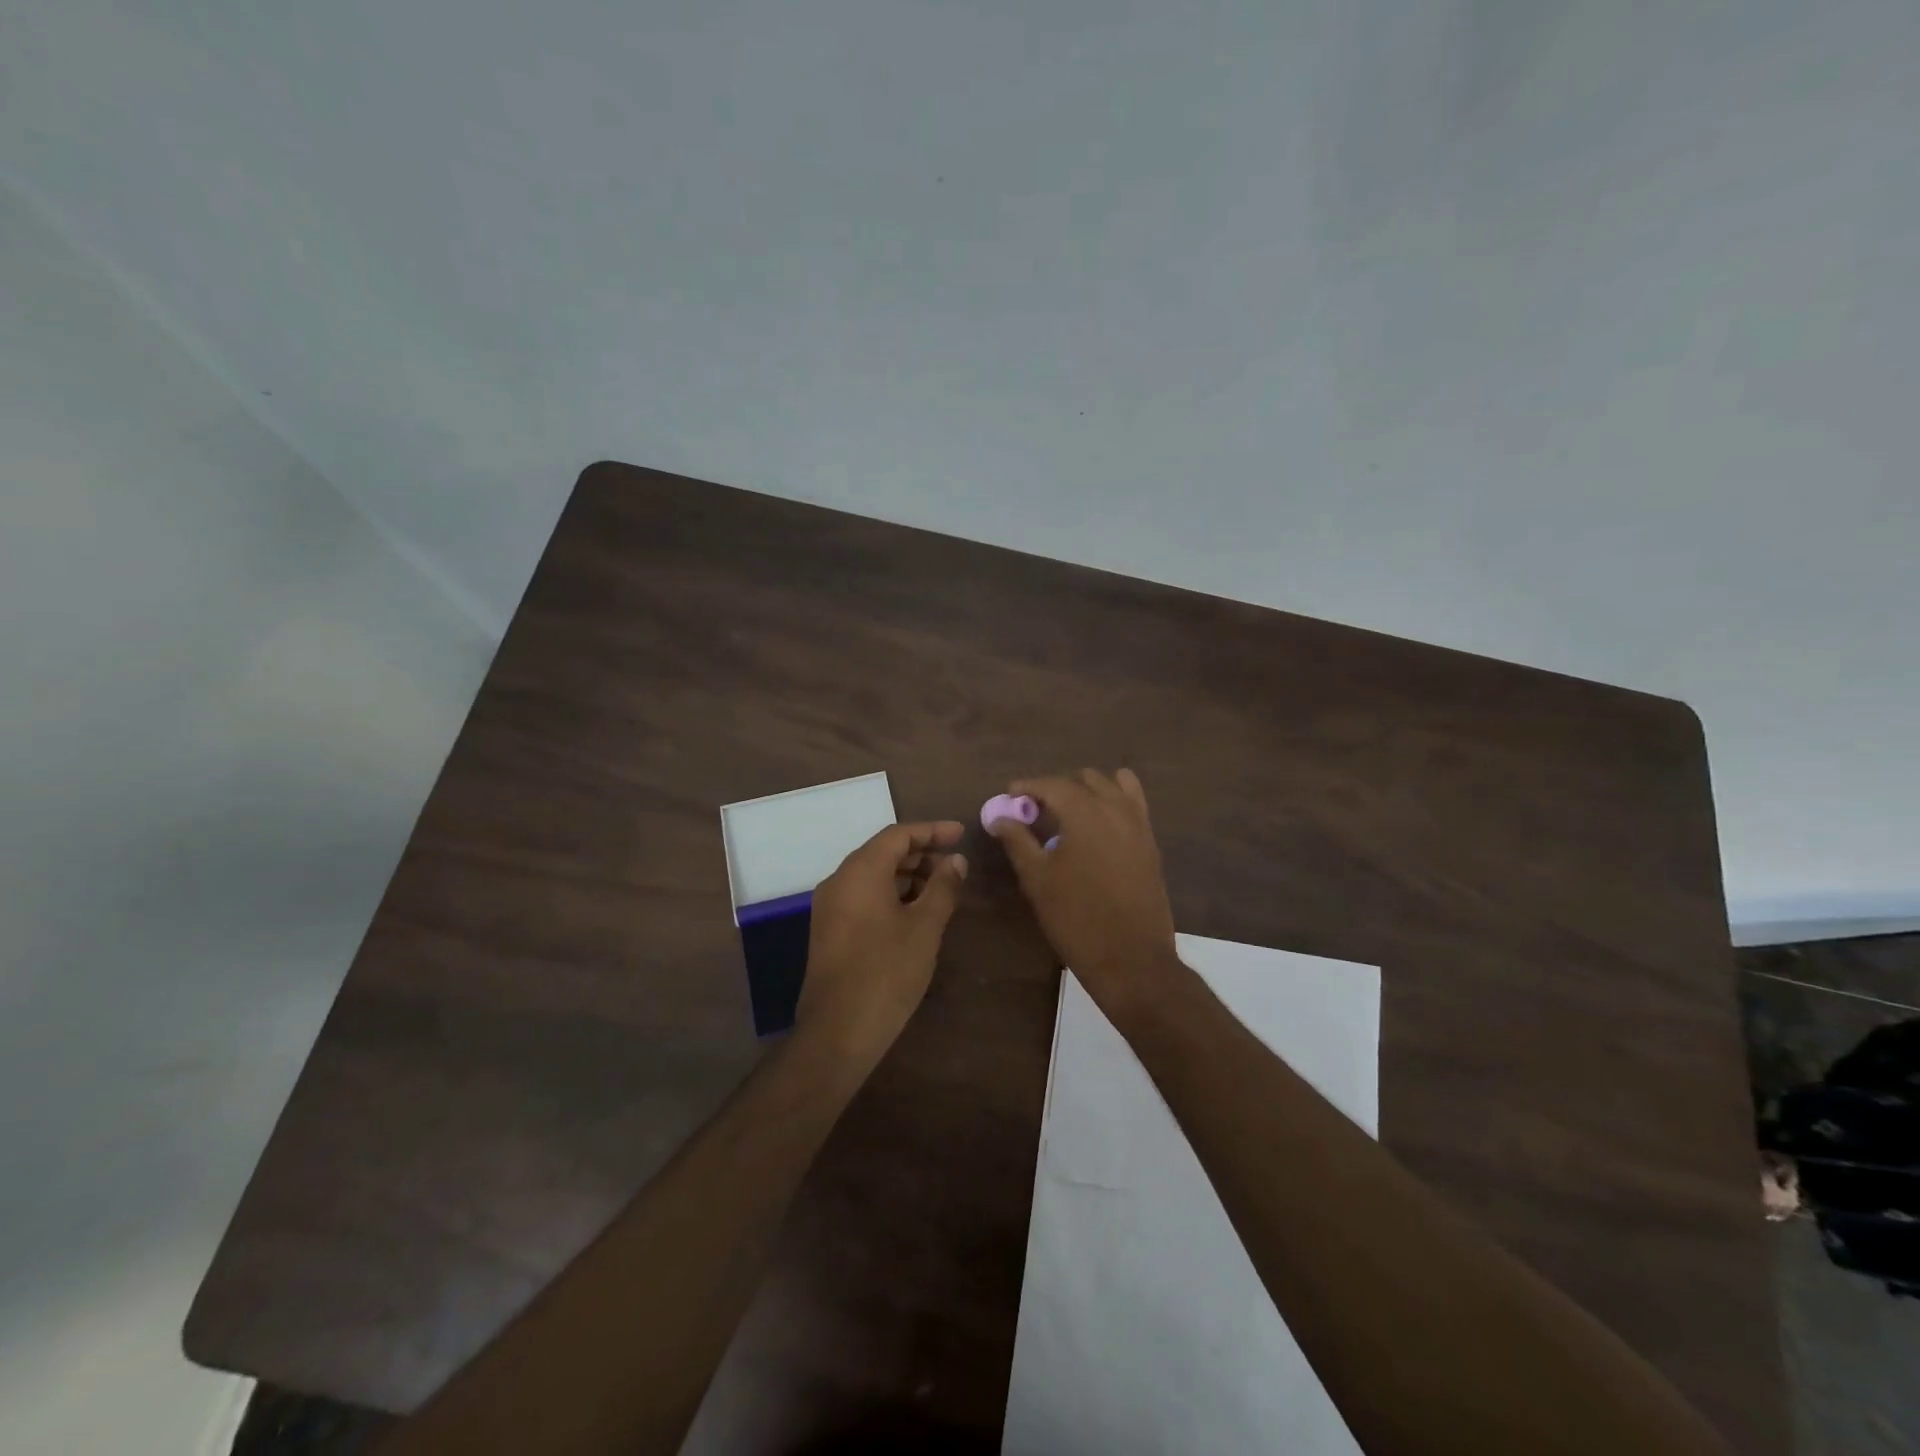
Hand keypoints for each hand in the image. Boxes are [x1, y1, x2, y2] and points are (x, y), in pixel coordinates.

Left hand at [798, 820, 967, 1067]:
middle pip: (883, 853)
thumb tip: (956, 861)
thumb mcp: (924, 927)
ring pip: (873, 876)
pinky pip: (863, 897)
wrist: (837, 1031)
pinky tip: (916, 914)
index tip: (961, 834)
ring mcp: (830, 907)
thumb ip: (943, 887)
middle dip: (921, 855)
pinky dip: (891, 895)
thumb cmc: (886, 972)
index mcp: (860, 871)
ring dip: (907, 877)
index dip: (932, 831)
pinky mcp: (830, 930)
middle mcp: (839, 881)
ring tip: (942, 890)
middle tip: (955, 866)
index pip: (898, 835)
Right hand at [990, 769, 1177, 1012]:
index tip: (1010, 794)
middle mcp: (1116, 808)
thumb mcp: (1037, 879)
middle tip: (1037, 809)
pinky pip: (1133, 805)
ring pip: (1114, 786)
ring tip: (1069, 813)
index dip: (1028, 786)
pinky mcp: (1151, 843)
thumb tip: (1001, 817)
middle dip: (1058, 787)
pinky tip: (1098, 825)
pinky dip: (1114, 802)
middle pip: (1085, 780)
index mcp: (1085, 812)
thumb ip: (1017, 841)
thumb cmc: (1076, 918)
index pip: (1052, 784)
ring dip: (1089, 790)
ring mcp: (1139, 824)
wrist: (1131, 958)